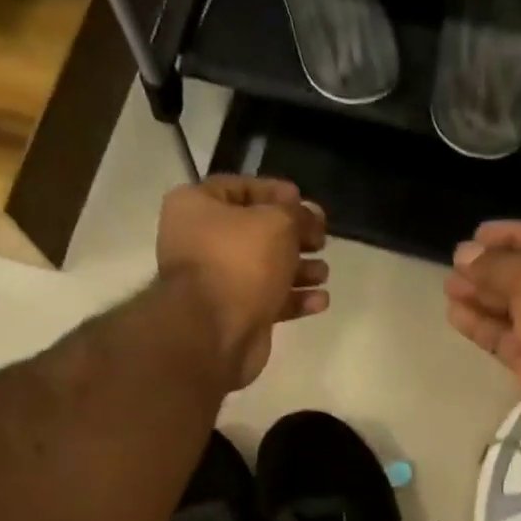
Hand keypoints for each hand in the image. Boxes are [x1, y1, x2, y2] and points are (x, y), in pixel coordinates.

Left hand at [157, 176, 328, 388]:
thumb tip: (311, 215)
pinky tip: (320, 301)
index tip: (305, 202)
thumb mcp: (278, 223)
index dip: (276, 192)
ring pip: (265, 268)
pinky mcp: (234, 314)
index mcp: (196, 207)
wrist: (214, 333)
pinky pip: (268, 299)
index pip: (240, 187)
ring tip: (324, 273)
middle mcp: (201, 241)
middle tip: (321, 240)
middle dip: (294, 236)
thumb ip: (300, 214)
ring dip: (299, 269)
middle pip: (256, 231)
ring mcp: (216, 281)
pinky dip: (294, 299)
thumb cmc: (240, 262)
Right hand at [445, 221, 520, 459]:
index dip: (514, 236)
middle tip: (455, 264)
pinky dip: (483, 326)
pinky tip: (455, 315)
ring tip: (449, 288)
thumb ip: (498, 266)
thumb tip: (464, 254)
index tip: (476, 235)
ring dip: (483, 297)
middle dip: (493, 270)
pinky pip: (508, 339)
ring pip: (516, 309)